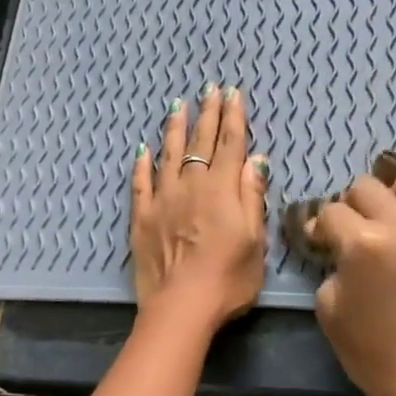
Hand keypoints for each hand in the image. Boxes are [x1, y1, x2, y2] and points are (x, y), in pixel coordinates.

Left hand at [130, 84, 268, 330]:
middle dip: (208, 114)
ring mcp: (163, 200)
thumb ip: (252, 198)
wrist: (181, 306)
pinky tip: (142, 150)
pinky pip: (140, 183)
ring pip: (168, 155)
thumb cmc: (228, 279)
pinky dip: (142, 165)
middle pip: (201, 143)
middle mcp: (191, 186)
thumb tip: (256, 161)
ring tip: (178, 106)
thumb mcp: (255, 240)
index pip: (230, 145)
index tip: (233, 94)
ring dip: (174, 129)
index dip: (233, 118)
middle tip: (210, 90)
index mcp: (222, 190)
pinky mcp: (141, 217)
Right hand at [308, 166, 395, 395]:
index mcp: (362, 243)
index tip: (321, 242)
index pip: (331, 211)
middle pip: (368, 187)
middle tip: (356, 229)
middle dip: (353, 205)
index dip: (320, 226)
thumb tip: (338, 250)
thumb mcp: (328, 309)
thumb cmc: (373, 353)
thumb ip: (332, 268)